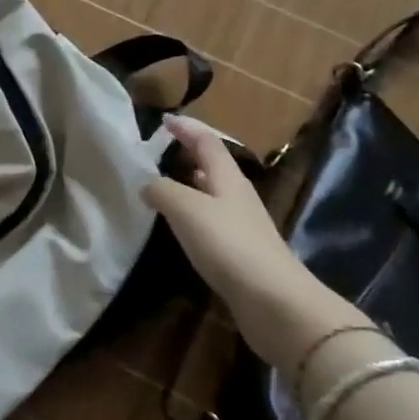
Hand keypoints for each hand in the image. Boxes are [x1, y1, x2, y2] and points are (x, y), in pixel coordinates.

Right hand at [143, 116, 359, 372]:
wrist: (272, 299)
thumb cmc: (228, 244)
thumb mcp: (186, 209)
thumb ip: (162, 190)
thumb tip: (146, 183)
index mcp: (227, 177)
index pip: (207, 141)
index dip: (187, 128)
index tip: (164, 120)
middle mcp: (236, 195)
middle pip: (213, 165)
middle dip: (187, 154)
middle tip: (157, 152)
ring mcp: (240, 224)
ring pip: (211, 193)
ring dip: (189, 184)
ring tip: (161, 186)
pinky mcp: (239, 251)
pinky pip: (210, 220)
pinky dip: (191, 214)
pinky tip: (178, 227)